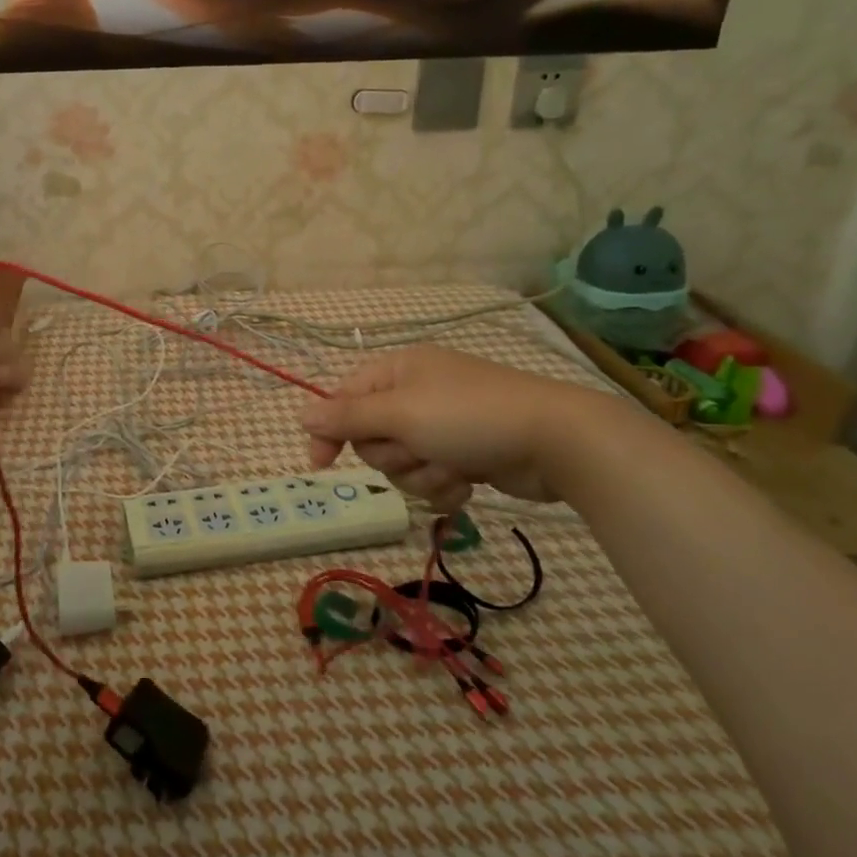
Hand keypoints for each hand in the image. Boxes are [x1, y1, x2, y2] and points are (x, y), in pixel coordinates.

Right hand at [299, 346, 602, 509]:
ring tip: (453, 467)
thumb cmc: (469, 417)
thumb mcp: (400, 414)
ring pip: (402, 464)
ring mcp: (443, 425)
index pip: (345, 399)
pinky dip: (446, 485)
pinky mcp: (465, 453)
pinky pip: (432, 478)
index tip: (320, 465)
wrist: (555, 442)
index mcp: (399, 371)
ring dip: (423, 474)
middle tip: (419, 450)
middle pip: (373, 437)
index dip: (331, 430)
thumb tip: (301, 414)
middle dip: (394, 454)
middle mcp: (417, 394)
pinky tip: (469, 481)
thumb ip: (347, 417)